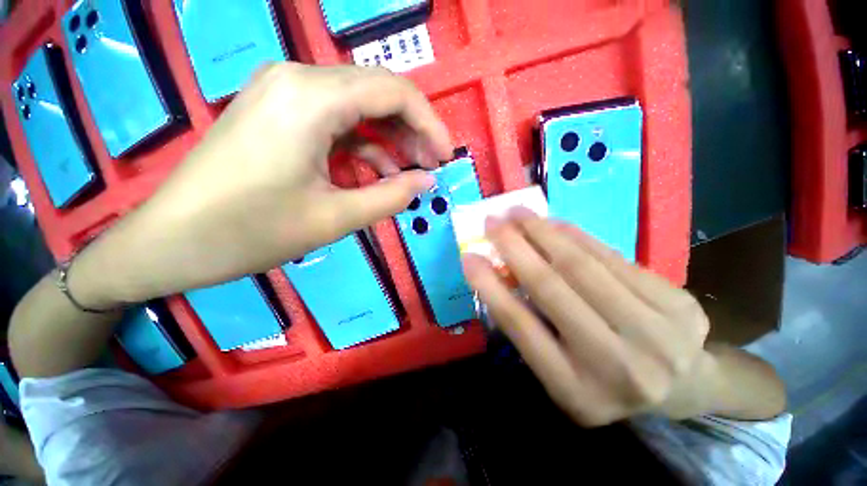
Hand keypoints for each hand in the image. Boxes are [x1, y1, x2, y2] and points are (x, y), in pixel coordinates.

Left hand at [71, 63, 451, 307]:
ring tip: (408, 173)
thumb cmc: (250, 232)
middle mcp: (298, 79)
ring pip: (358, 107)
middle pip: (377, 93)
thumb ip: (391, 196)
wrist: (171, 241)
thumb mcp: (335, 218)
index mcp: (312, 98)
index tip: (447, 156)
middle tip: (431, 166)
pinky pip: (335, 121)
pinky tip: (372, 173)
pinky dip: (361, 145)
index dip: (430, 124)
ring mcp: (284, 92)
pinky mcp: (277, 111)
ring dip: (388, 139)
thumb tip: (427, 181)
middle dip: (412, 130)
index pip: (394, 92)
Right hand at [463, 209, 713, 425]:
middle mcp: (616, 365)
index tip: (468, 257)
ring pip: (581, 266)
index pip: (520, 326)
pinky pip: (612, 257)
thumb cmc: (606, 382)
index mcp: (576, 391)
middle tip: (491, 222)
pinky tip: (554, 223)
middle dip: (513, 247)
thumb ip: (530, 327)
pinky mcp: (677, 303)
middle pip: (551, 288)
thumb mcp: (559, 370)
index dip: (489, 286)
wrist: (685, 387)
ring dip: (542, 232)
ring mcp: (655, 332)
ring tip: (518, 214)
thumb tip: (498, 276)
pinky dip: (576, 236)